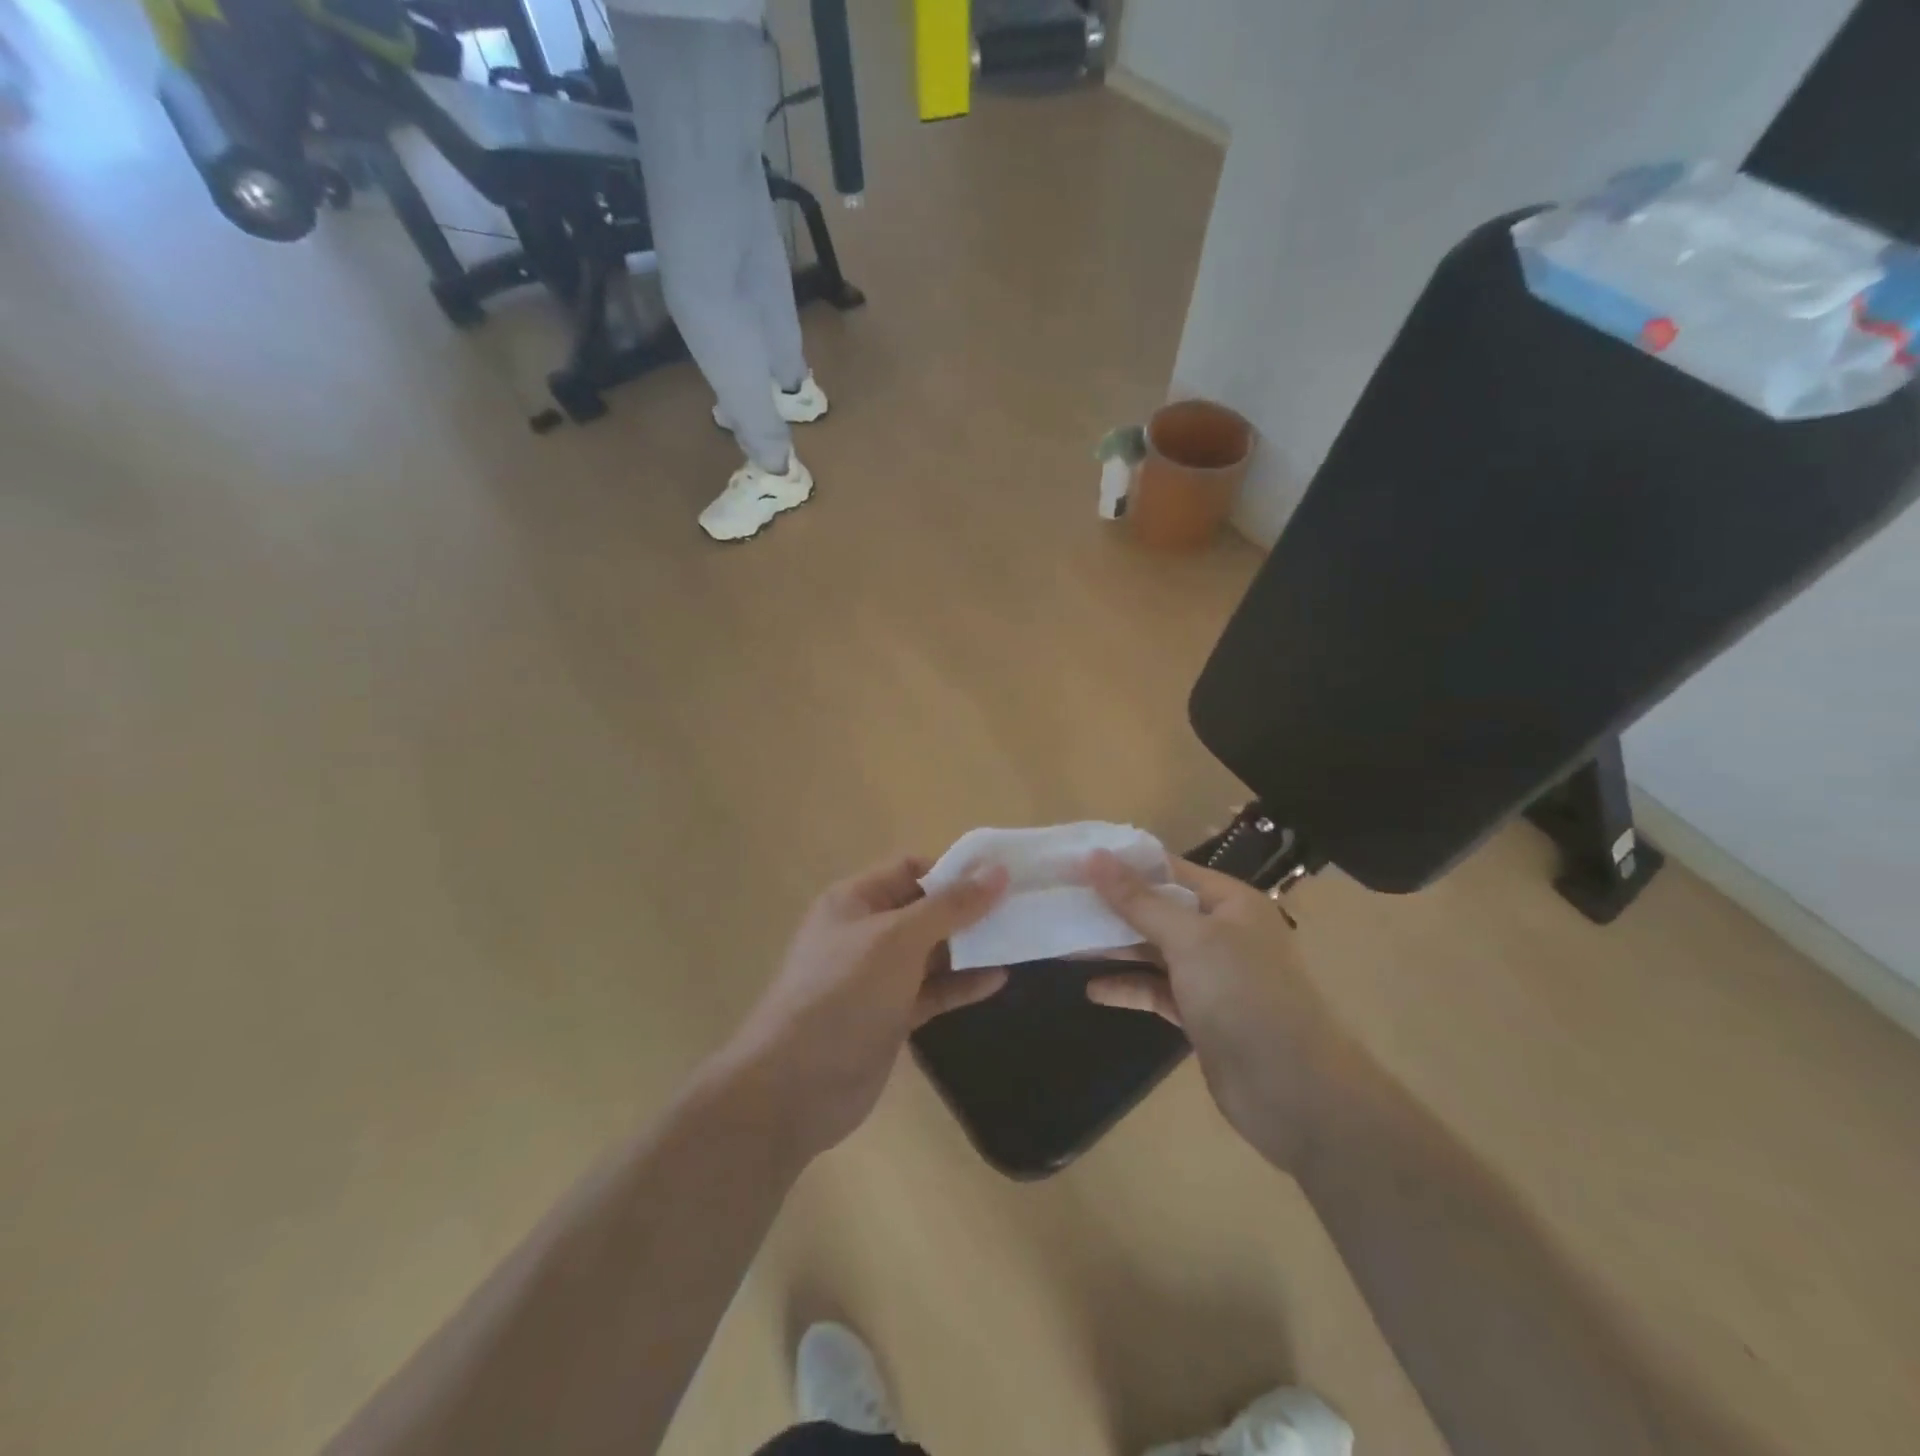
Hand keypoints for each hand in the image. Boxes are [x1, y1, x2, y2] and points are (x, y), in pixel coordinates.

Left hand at [721, 856, 1008, 1157]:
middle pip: (925, 909)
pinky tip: (997, 980)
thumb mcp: (898, 940)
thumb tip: (997, 871)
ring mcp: (877, 977)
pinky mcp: (890, 1015)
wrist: (795, 1088)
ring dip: (970, 946)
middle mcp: (866, 932)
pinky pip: (932, 990)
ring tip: (1019, 940)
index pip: (911, 868)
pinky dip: (961, 984)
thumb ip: (950, 906)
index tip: (1002, 877)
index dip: (954, 870)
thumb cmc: (844, 994)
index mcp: (856, 901)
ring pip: (932, 952)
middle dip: (969, 909)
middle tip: (1021, 909)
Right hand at [1083, 851, 1334, 1170]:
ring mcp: (1212, 976)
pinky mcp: (1201, 1015)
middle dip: (1113, 907)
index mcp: (1230, 903)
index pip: (1169, 870)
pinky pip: (1157, 990)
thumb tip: (1094, 856)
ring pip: (1154, 951)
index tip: (1076, 860)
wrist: (1294, 1093)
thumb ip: (1139, 900)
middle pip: (1158, 910)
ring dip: (1115, 948)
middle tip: (1061, 901)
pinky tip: (1093, 989)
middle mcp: (1222, 932)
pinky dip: (1128, 988)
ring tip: (1065, 942)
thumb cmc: (1243, 996)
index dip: (1124, 864)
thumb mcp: (1189, 938)